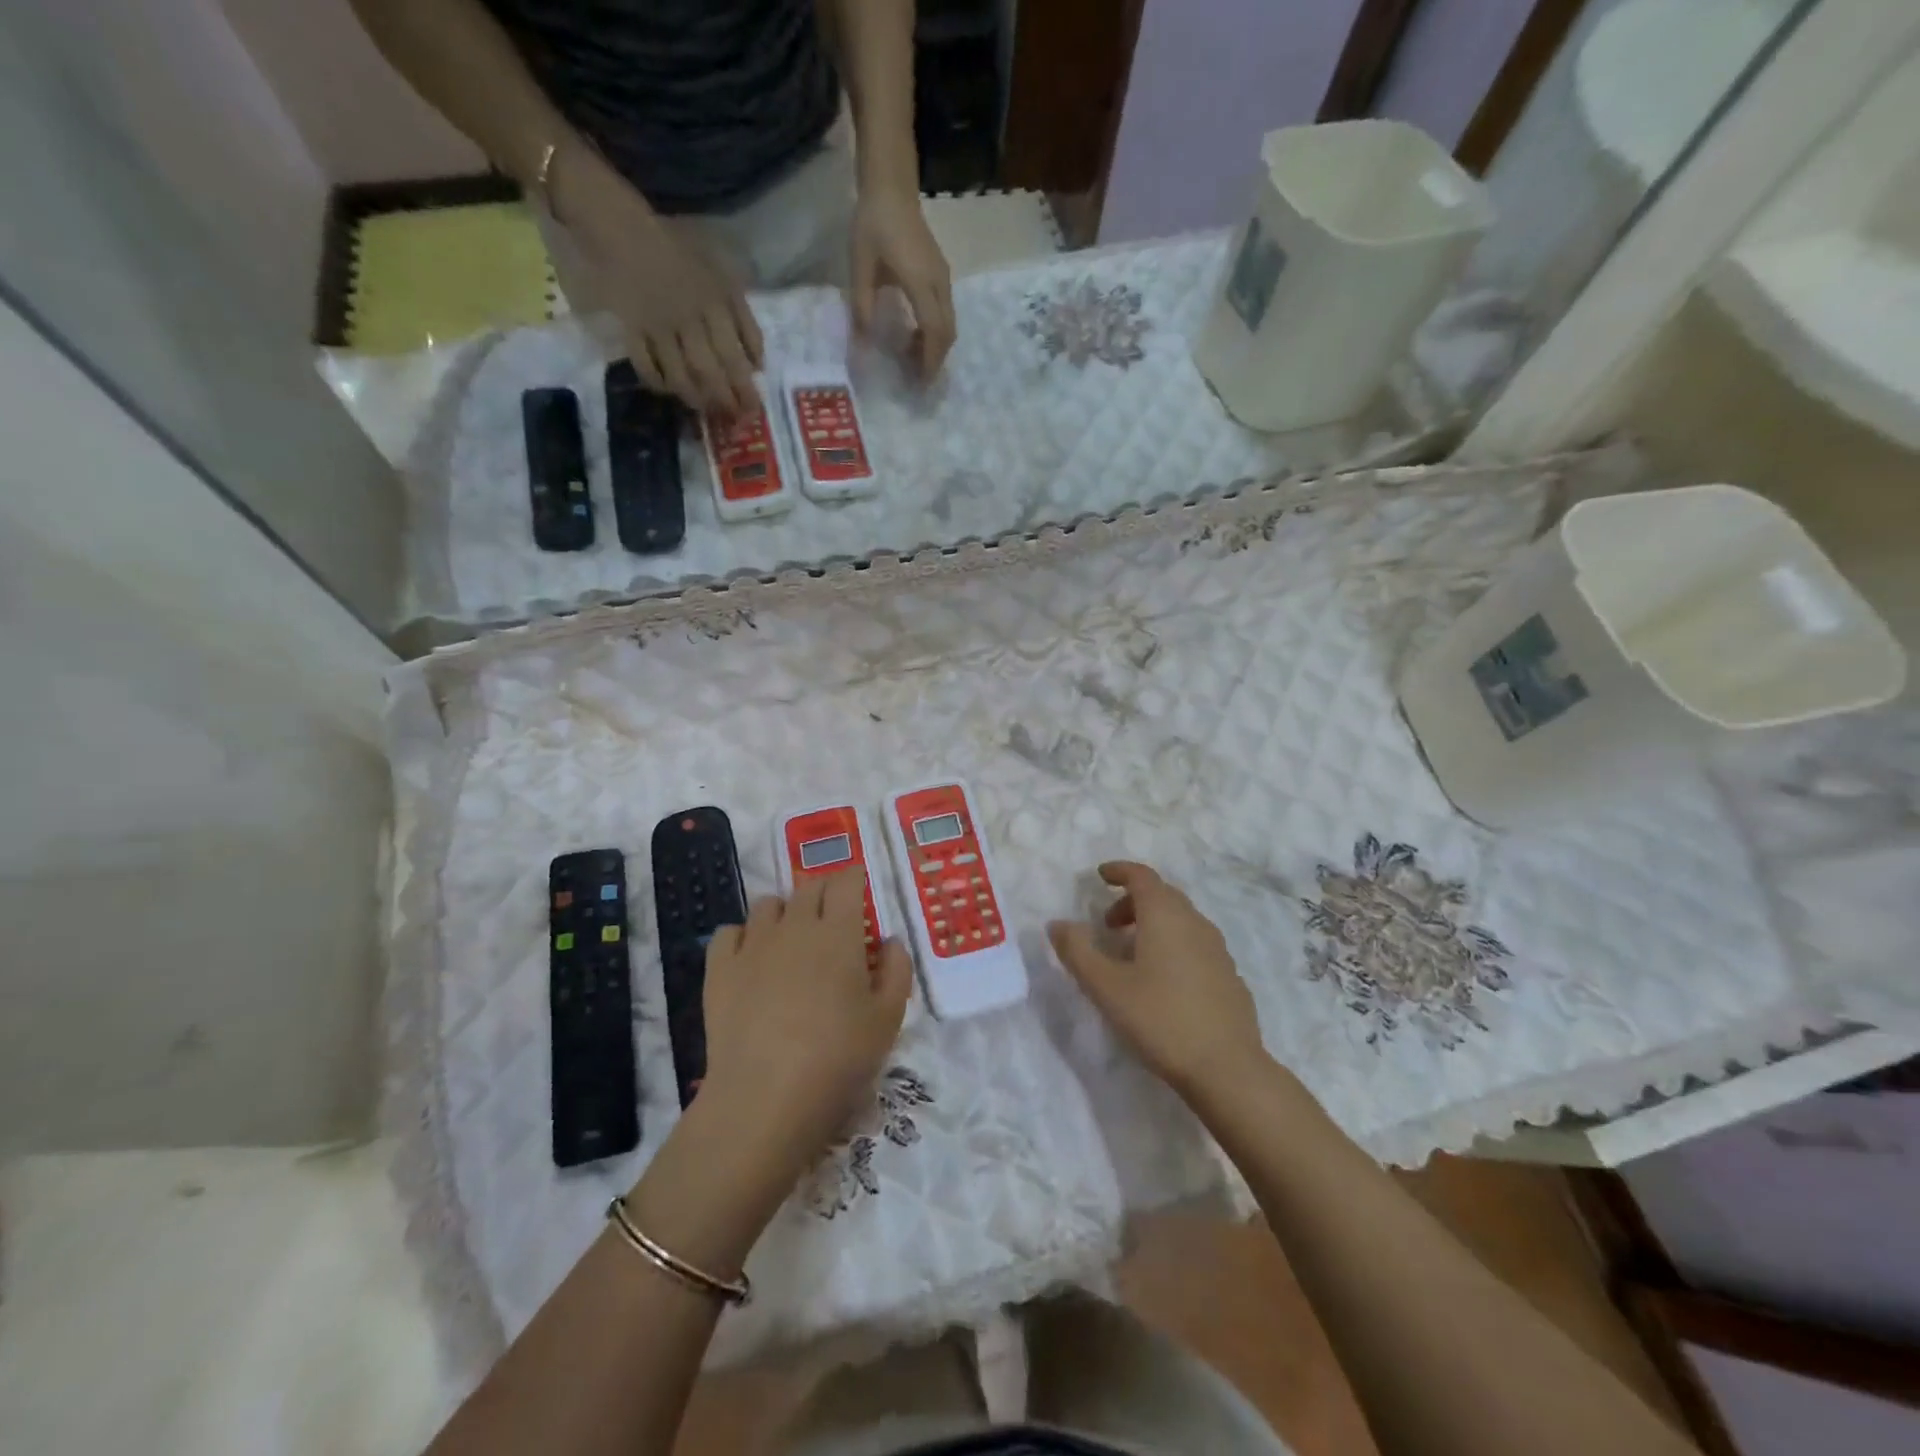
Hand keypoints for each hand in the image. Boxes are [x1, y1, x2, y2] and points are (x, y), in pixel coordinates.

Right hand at [566, 161, 762, 415]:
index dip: (744, 387)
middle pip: (709, 371)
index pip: (734, 356)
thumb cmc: (678, 250)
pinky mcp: (629, 326)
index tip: (754, 409)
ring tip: (705, 409)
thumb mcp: (722, 276)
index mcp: (714, 304)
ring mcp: (657, 325)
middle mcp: (688, 319)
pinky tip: (668, 391)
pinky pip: (645, 364)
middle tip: (733, 418)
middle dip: (724, 399)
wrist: (620, 223)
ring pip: (680, 374)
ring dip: (695, 398)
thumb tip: (758, 364)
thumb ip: (744, 319)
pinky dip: (657, 382)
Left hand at [700, 869, 913, 1181]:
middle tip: (832, 920)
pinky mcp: (719, 969)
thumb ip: (897, 971)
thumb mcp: (887, 1020)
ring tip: (791, 941)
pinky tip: (751, 960)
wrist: (764, 1099)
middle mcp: (795, 926)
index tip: (859, 891)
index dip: (854, 879)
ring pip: (768, 904)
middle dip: (823, 893)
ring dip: (784, 912)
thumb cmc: (838, 1059)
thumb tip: (889, 940)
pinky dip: (743, 936)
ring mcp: (752, 945)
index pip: (845, 881)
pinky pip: (729, 932)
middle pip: (808, 887)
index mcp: (839, 933)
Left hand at [849, 184, 955, 377]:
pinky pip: (944, 312)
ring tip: (914, 362)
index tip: (920, 383)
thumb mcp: (860, 266)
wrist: (891, 186)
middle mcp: (939, 283)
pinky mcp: (941, 275)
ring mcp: (943, 278)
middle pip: (947, 332)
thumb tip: (863, 346)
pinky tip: (915, 337)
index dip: (929, 360)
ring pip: (949, 324)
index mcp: (921, 282)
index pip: (934, 331)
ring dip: (935, 347)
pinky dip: (935, 332)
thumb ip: (862, 307)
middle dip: (935, 360)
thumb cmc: (873, 223)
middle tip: (918, 381)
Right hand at [1048, 862, 1266, 1099]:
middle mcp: (1195, 922)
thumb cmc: (1160, 1019)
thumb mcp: (1106, 987)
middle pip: (1162, 895)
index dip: (1120, 871)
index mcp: (1165, 916)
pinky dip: (1173, 945)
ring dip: (1153, 924)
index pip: (1142, 876)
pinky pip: (1195, 944)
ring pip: (1181, 920)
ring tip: (1131, 954)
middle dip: (1132, 901)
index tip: (1100, 876)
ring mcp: (1217, 949)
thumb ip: (1077, 951)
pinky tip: (1163, 980)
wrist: (1227, 1068)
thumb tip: (1057, 924)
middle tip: (1107, 924)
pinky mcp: (1229, 976)